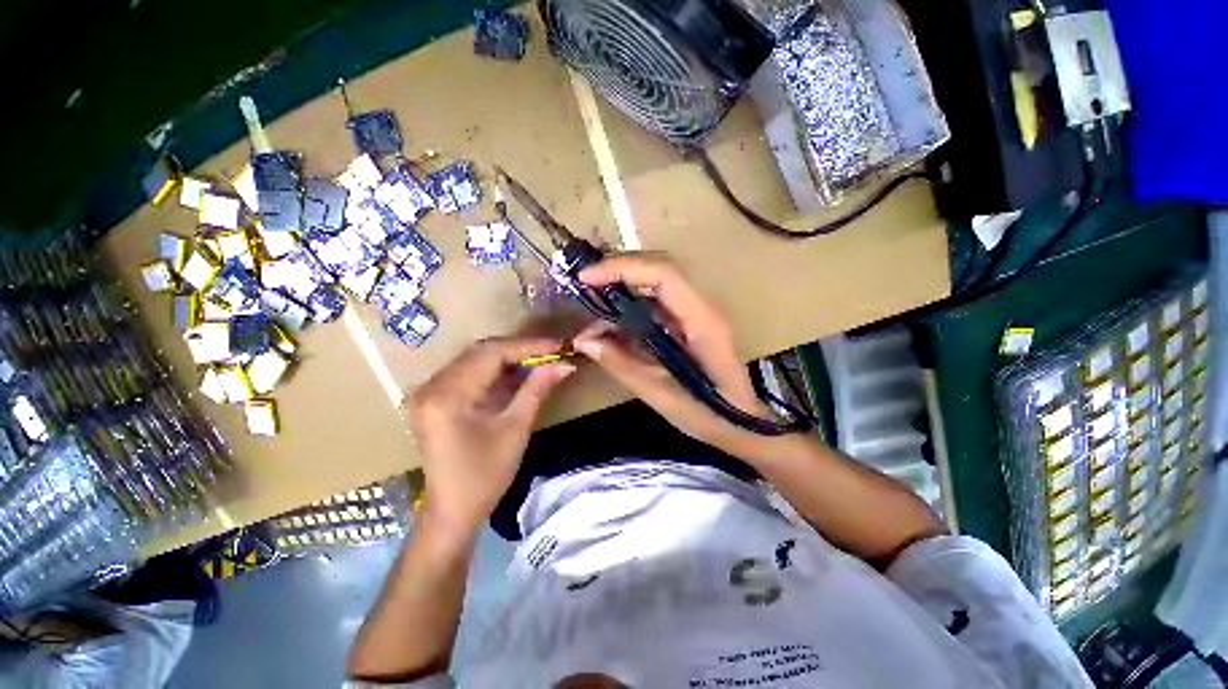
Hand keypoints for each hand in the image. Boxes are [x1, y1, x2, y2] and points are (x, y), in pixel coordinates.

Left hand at [405, 337, 574, 538]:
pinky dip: (496, 371)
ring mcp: (429, 392)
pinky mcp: (434, 399)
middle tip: (551, 352)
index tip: (557, 345)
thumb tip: (563, 364)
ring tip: (540, 360)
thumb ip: (537, 390)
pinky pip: (469, 373)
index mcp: (447, 396)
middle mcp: (431, 386)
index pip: (490, 353)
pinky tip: (518, 373)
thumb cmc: (485, 475)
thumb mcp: (516, 429)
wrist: (452, 511)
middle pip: (480, 352)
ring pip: (475, 359)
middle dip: (520, 350)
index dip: (527, 346)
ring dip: (509, 358)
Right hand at [572, 253, 770, 453]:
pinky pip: (655, 304)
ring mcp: (695, 313)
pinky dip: (630, 307)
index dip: (623, 268)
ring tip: (591, 302)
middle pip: (659, 269)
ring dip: (622, 286)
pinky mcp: (687, 322)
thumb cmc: (708, 415)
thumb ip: (621, 364)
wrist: (741, 424)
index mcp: (702, 322)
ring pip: (656, 283)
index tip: (586, 279)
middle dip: (618, 270)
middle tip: (584, 284)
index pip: (664, 275)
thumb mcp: (660, 394)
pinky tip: (610, 323)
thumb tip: (584, 340)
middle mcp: (701, 307)